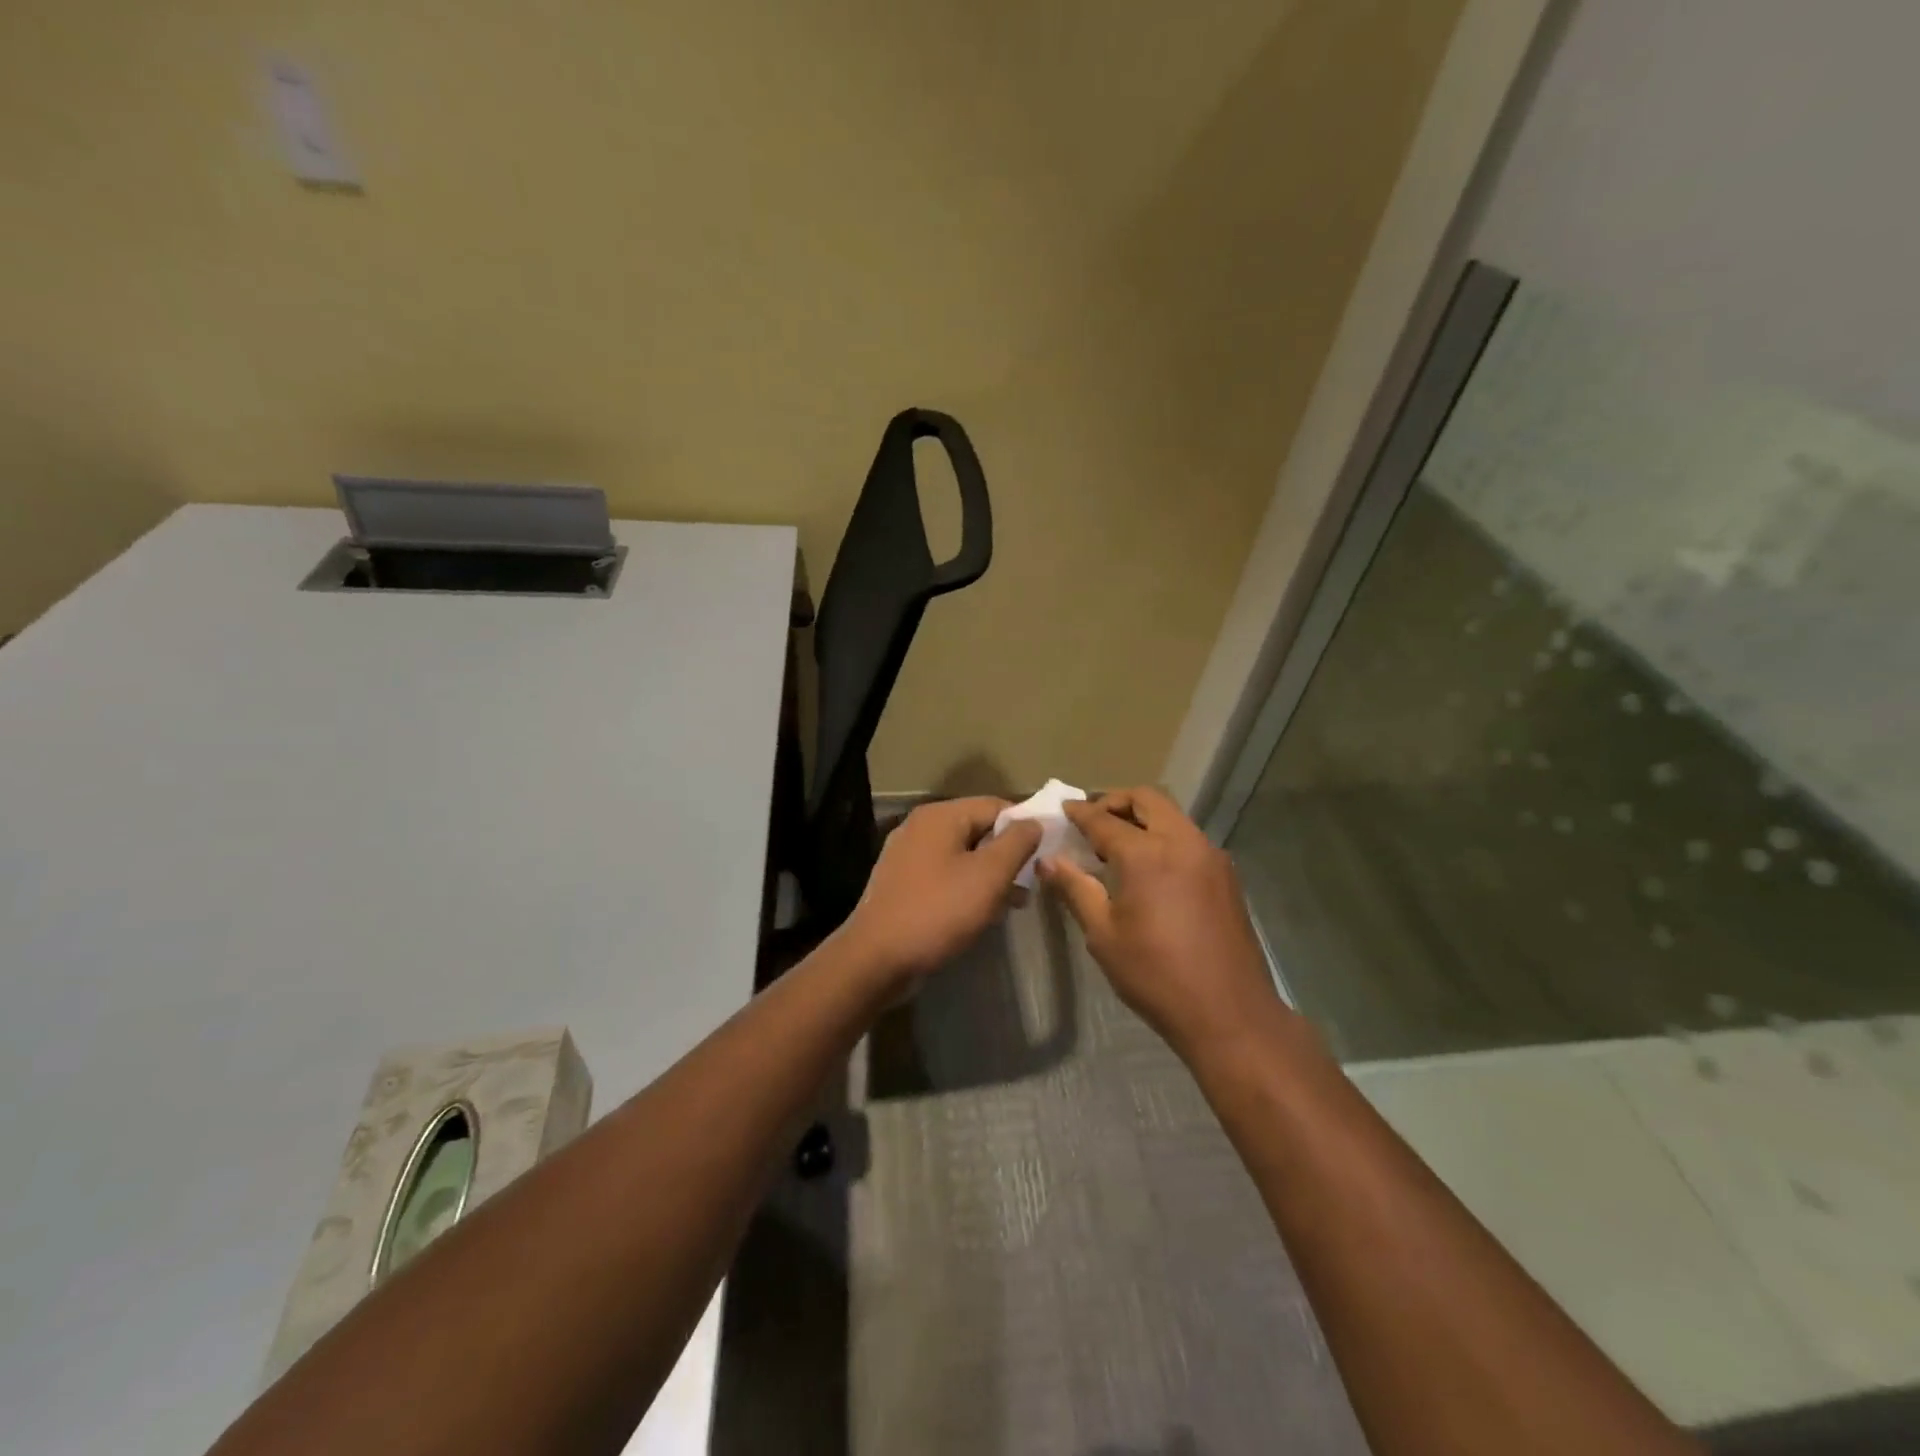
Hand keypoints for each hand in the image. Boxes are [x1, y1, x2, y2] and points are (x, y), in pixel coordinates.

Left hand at [839, 797, 1040, 986]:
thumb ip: (1017, 843)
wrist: (876, 959)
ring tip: (1014, 903)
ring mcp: (907, 855)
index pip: (995, 805)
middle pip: (978, 829)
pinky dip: (967, 887)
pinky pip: (945, 875)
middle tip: (1032, 883)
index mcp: (940, 816)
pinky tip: (982, 913)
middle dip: (1008, 855)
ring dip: (991, 875)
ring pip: (962, 855)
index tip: (1048, 853)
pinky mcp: (902, 883)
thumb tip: (1034, 821)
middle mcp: (920, 827)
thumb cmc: (938, 911)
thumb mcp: (988, 876)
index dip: (1026, 826)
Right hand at [1038, 786, 1282, 1059]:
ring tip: (1118, 847)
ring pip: (1172, 815)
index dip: (1079, 812)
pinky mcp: (1227, 874)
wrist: (1229, 1013)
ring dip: (1143, 818)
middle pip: (1147, 799)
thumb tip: (1048, 861)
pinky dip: (1164, 837)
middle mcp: (1182, 842)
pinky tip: (1150, 870)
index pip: (1103, 819)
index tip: (1063, 808)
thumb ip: (1075, 889)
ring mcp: (1210, 856)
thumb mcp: (1103, 934)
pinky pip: (1188, 838)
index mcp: (1146, 854)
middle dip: (1115, 802)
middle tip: (1092, 823)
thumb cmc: (1155, 975)